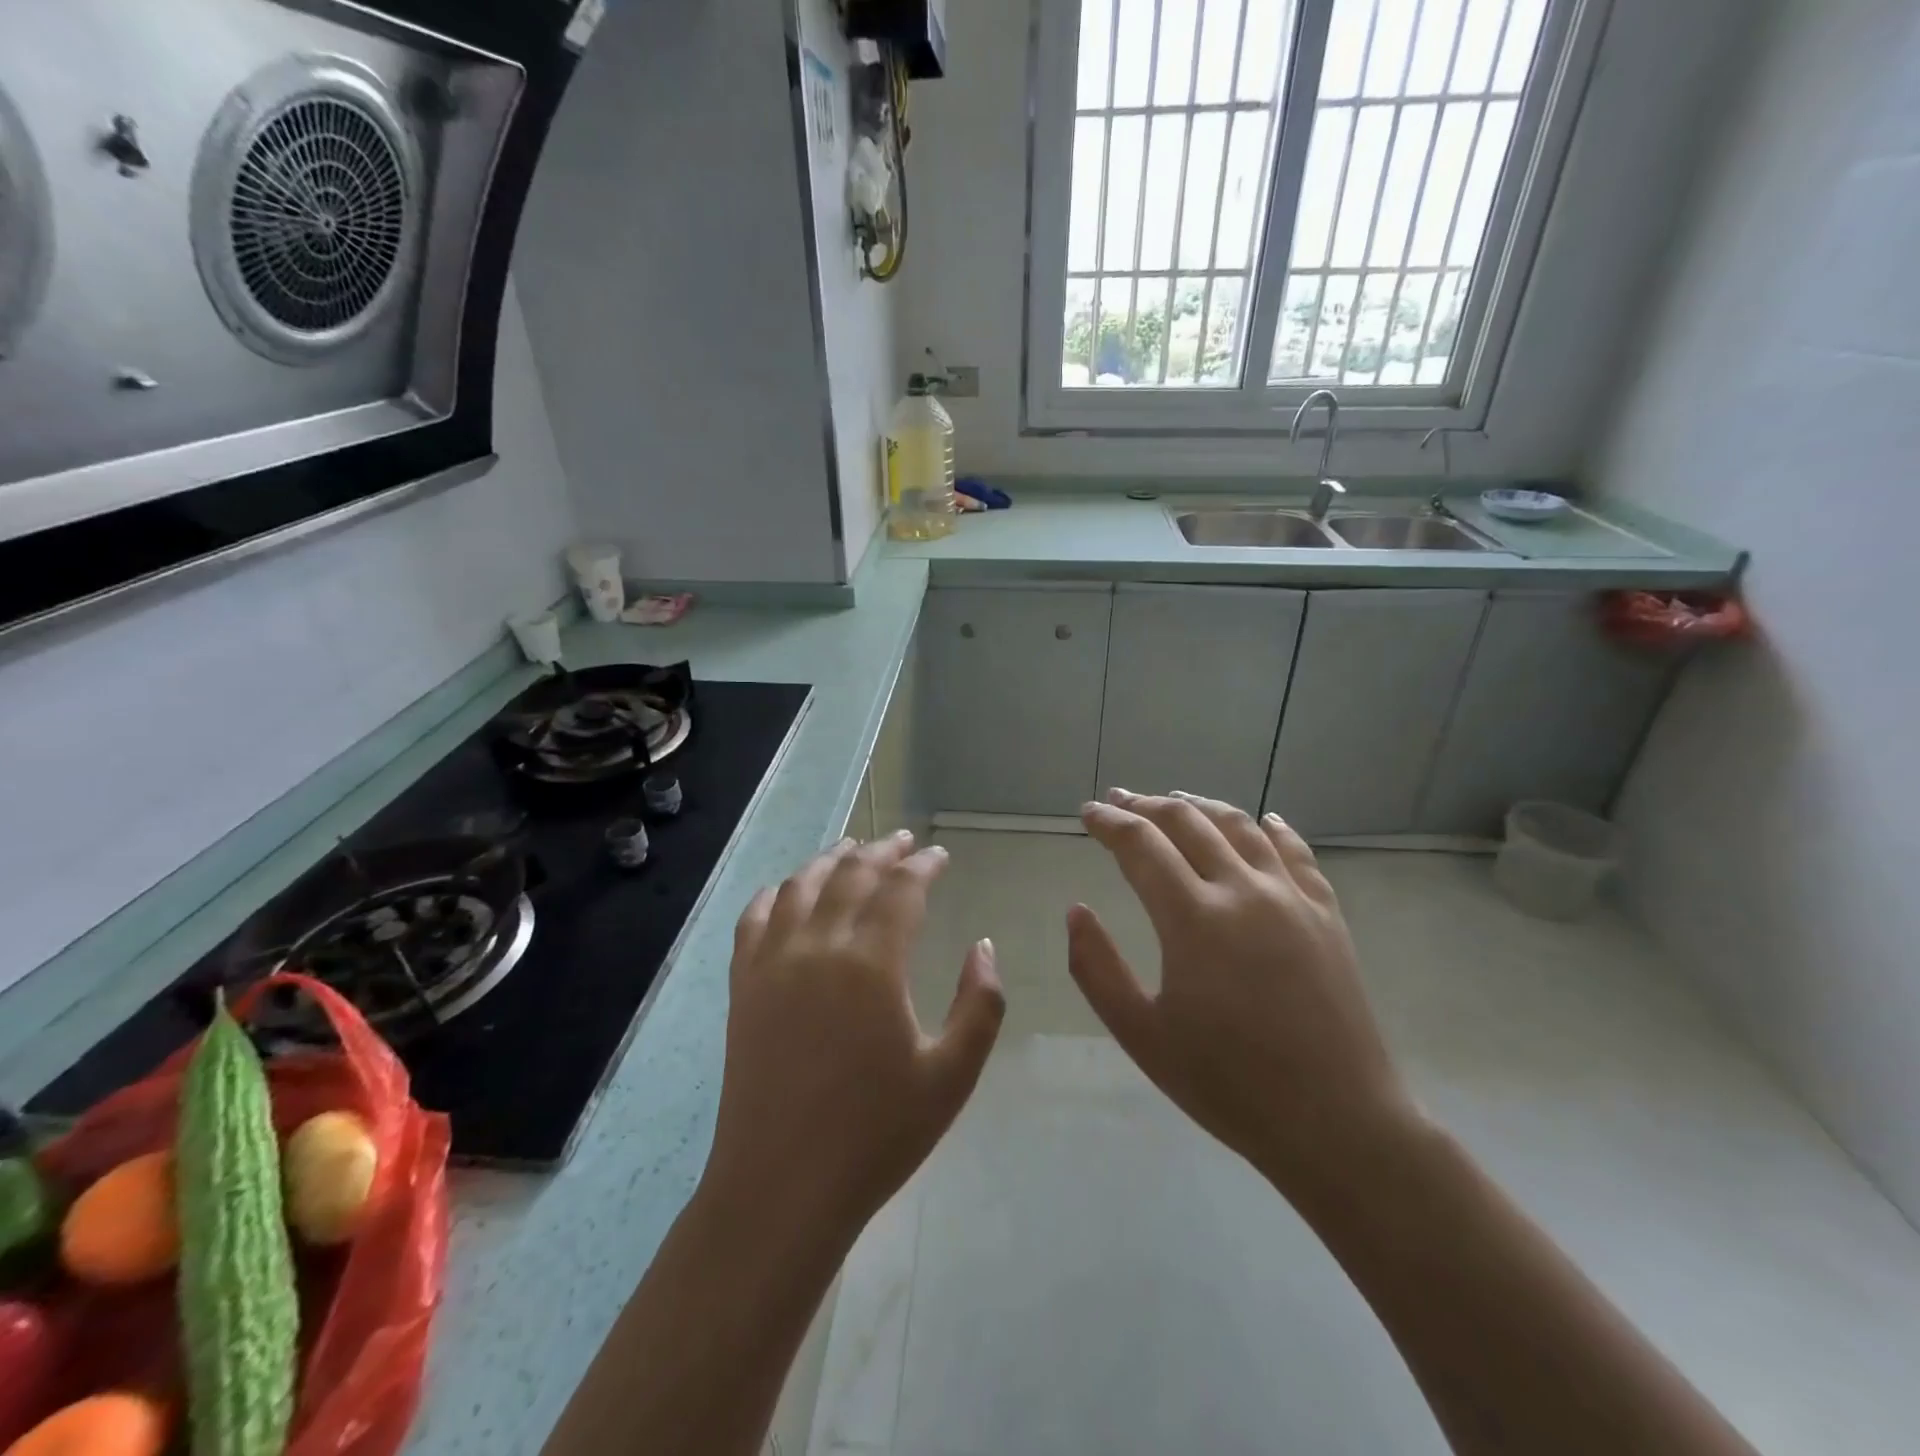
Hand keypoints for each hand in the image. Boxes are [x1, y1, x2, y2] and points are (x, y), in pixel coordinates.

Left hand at [702, 832, 1004, 1238]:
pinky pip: (754, 918)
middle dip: (883, 851)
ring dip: (832, 860)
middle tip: (905, 841)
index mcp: (871, 964)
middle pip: (852, 875)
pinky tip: (788, 889)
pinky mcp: (743, 986)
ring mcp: (772, 963)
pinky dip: (776, 892)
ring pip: (801, 885)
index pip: (901, 889)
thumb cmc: (876, 1134)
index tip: (940, 855)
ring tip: (853, 848)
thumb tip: (983, 947)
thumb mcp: (952, 1076)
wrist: (782, 1188)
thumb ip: (980, 1004)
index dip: (924, 865)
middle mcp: (818, 947)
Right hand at [1068, 789, 1417, 1200]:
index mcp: (1193, 918)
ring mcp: (1291, 898)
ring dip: (1201, 805)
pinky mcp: (1326, 913)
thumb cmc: (1228, 1084)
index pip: (1140, 844)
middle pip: (1187, 821)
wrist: (1337, 1123)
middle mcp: (1243, 890)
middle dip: (1146, 805)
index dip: (1109, 822)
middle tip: (1119, 800)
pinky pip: (1295, 852)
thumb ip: (1096, 968)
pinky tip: (1262, 820)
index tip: (1087, 813)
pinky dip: (1271, 828)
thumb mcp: (1141, 1035)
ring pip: (1240, 825)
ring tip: (1175, 801)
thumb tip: (1076, 911)